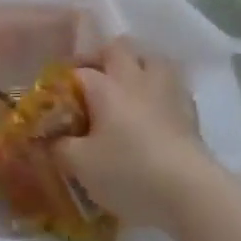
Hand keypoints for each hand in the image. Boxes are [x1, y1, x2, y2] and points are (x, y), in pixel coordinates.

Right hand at [52, 38, 215, 232]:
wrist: (190, 192)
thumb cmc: (129, 172)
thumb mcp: (81, 165)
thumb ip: (59, 147)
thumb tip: (49, 139)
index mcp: (105, 86)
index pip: (78, 72)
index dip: (64, 84)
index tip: (57, 102)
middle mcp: (134, 78)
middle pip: (118, 48)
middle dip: (101, 57)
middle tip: (92, 80)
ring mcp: (166, 90)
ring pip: (151, 57)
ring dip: (137, 64)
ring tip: (127, 85)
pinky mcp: (190, 110)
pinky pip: (172, 84)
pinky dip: (160, 89)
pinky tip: (155, 107)